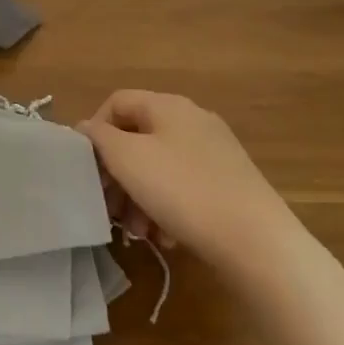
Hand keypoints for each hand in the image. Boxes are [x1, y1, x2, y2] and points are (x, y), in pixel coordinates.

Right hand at [80, 91, 327, 292]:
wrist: (257, 241)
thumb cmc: (182, 190)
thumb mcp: (127, 159)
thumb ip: (99, 138)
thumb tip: (86, 128)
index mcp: (167, 105)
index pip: (116, 102)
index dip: (94, 131)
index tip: (88, 169)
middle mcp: (192, 120)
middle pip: (137, 138)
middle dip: (116, 174)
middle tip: (109, 208)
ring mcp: (214, 152)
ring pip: (158, 167)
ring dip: (138, 197)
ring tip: (138, 232)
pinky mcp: (228, 183)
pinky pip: (183, 187)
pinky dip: (167, 208)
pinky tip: (166, 237)